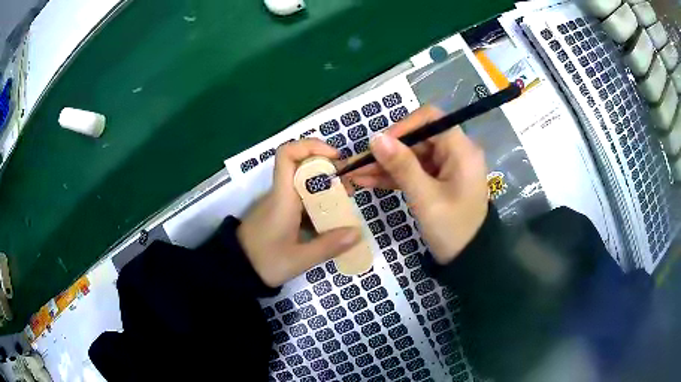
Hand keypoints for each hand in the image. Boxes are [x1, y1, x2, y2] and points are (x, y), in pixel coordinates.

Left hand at [238, 139, 361, 286]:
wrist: (237, 269)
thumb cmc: (264, 261)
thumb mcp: (298, 259)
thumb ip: (328, 246)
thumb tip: (357, 232)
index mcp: (282, 197)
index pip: (287, 154)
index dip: (311, 146)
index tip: (335, 157)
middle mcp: (280, 193)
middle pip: (302, 166)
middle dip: (328, 169)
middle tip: (349, 184)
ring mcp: (279, 202)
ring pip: (304, 183)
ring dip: (325, 186)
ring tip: (347, 200)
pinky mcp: (280, 212)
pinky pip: (301, 198)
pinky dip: (318, 200)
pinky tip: (332, 215)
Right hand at [347, 105, 488, 263]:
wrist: (468, 259)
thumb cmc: (452, 229)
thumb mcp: (425, 198)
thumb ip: (402, 166)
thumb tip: (375, 138)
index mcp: (461, 150)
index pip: (431, 119)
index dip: (403, 127)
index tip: (379, 143)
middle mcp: (456, 152)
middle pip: (417, 139)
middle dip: (387, 151)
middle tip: (358, 163)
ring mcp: (446, 167)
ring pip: (412, 156)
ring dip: (385, 165)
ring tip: (356, 174)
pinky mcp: (438, 180)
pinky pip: (414, 171)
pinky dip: (393, 177)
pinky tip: (368, 181)